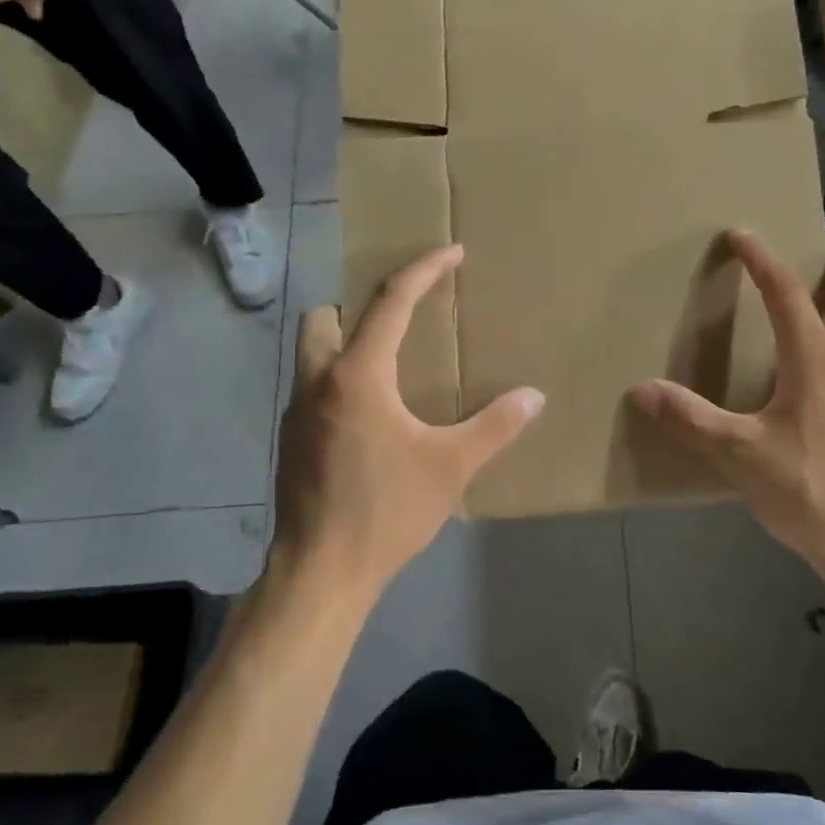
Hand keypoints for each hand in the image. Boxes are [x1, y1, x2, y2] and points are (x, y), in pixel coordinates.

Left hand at [271, 245, 544, 594]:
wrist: (320, 572)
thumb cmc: (387, 511)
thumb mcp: (452, 466)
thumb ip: (495, 426)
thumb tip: (533, 396)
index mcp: (359, 376)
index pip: (391, 302)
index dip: (424, 270)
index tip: (451, 252)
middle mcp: (319, 383)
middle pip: (326, 316)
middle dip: (360, 305)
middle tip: (403, 320)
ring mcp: (296, 413)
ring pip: (313, 353)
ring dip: (347, 342)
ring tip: (392, 366)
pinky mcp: (291, 442)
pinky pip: (314, 389)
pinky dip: (340, 381)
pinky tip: (372, 418)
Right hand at [632, 230, 824, 580]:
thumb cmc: (808, 492)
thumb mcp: (740, 456)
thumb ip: (692, 419)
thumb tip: (642, 389)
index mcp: (817, 362)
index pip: (788, 293)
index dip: (763, 259)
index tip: (742, 233)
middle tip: (817, 245)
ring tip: (813, 312)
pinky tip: (823, 385)